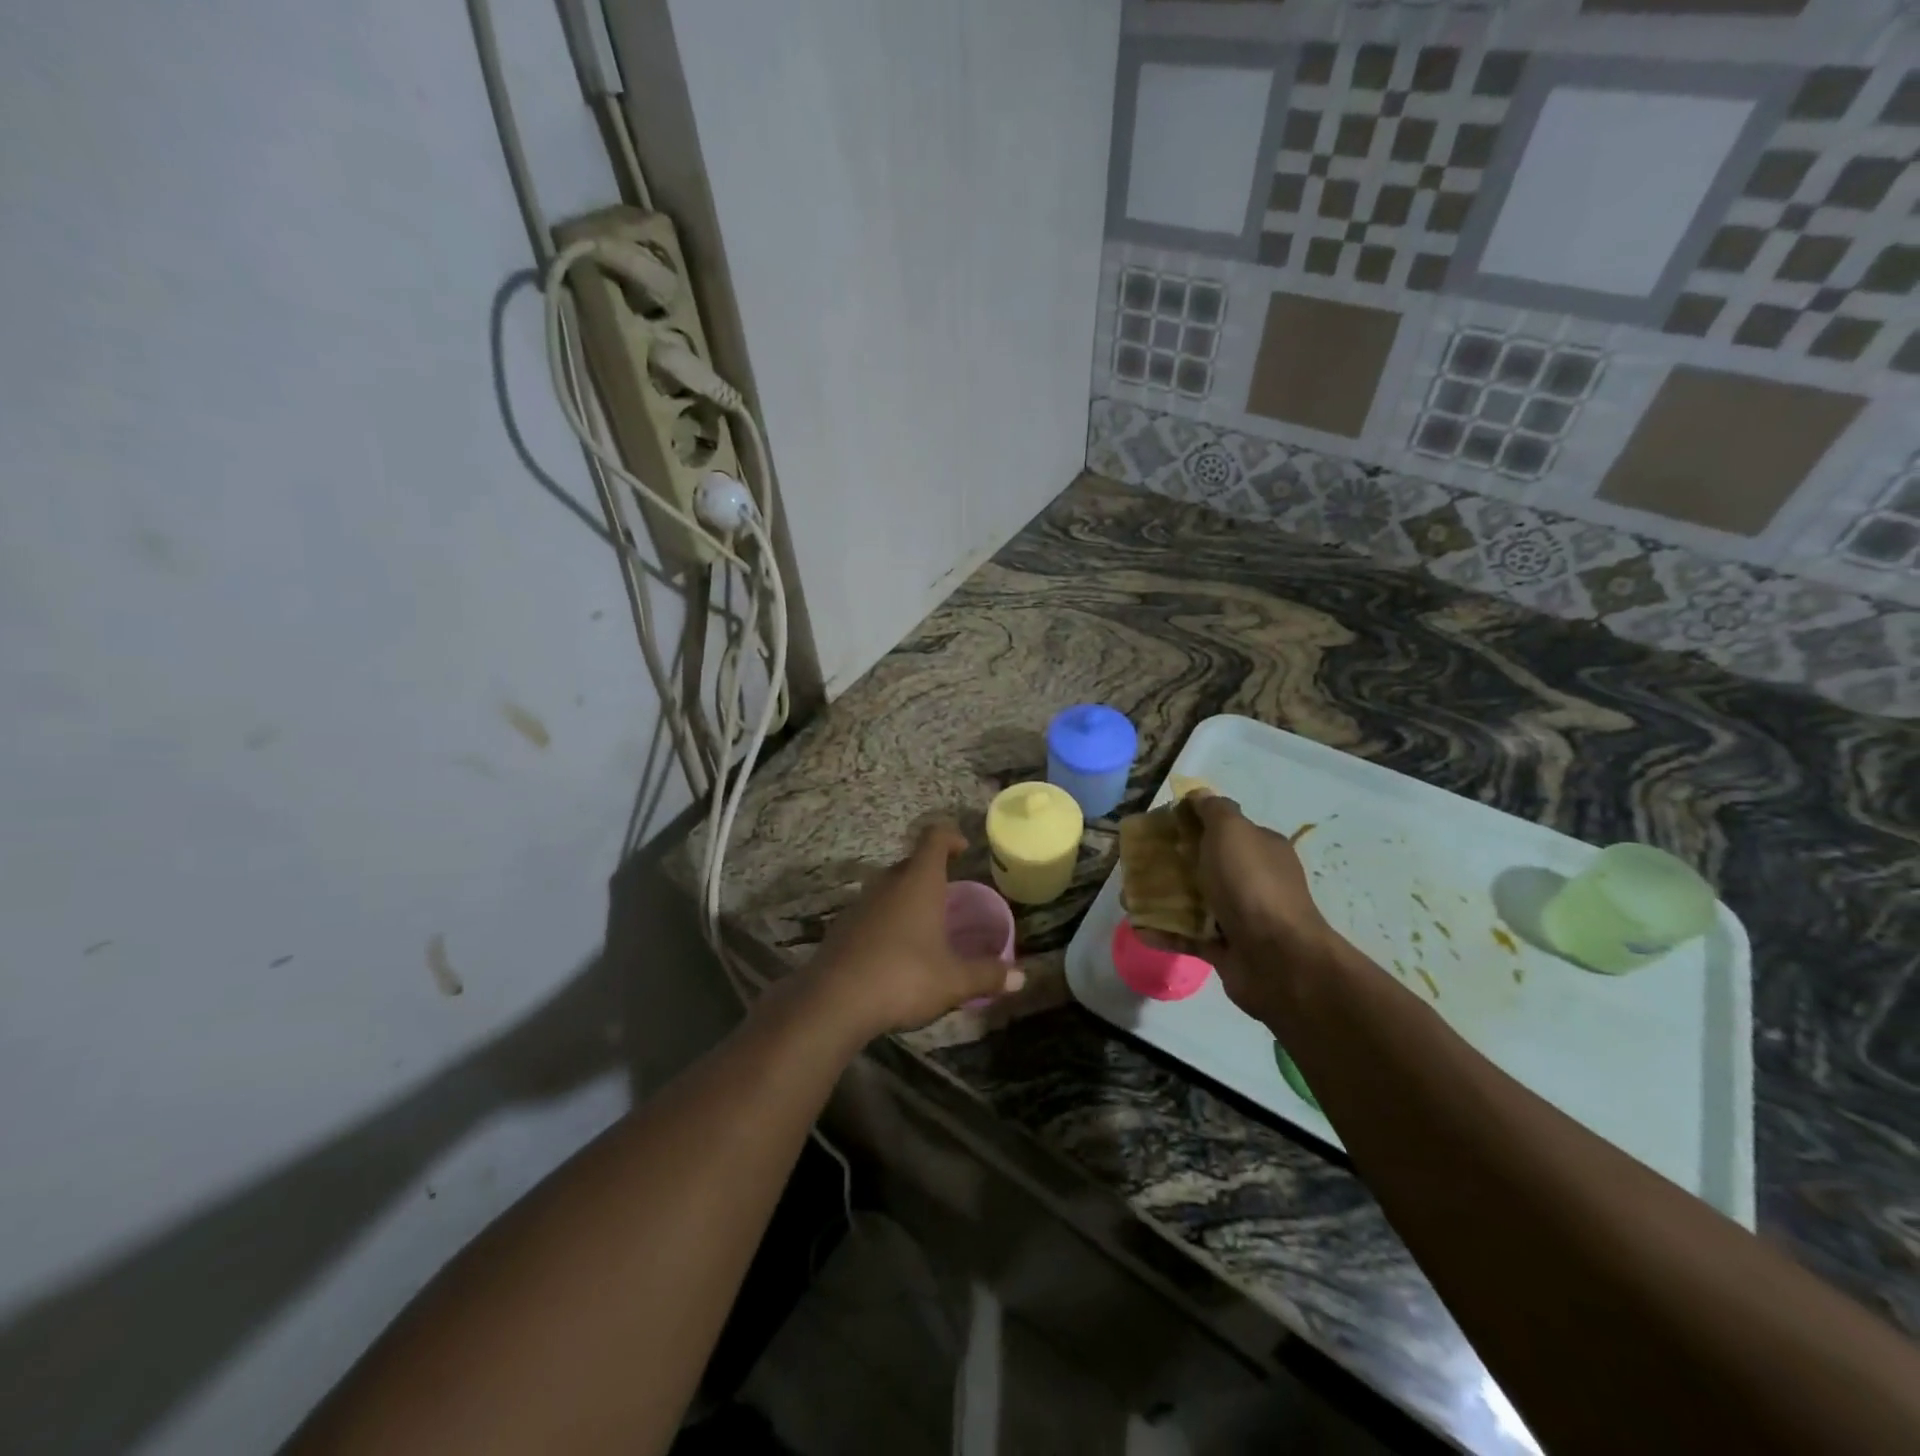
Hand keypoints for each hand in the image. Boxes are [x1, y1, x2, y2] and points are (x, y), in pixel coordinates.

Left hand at [804, 825, 1025, 1039]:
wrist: (834, 1001)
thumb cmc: (904, 977)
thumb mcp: (954, 981)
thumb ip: (987, 975)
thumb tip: (1021, 978)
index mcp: (918, 882)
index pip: (934, 838)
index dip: (950, 836)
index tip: (963, 849)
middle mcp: (887, 883)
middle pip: (911, 862)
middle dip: (931, 873)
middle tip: (949, 895)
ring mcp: (860, 904)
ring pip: (888, 888)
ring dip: (906, 898)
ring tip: (925, 926)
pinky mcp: (842, 927)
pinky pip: (871, 912)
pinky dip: (886, 921)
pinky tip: (894, 951)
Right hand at [1151, 793, 1340, 1025]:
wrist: (1277, 959)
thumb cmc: (1252, 884)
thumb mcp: (1232, 831)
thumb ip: (1214, 810)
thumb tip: (1199, 794)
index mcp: (1260, 849)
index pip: (1223, 829)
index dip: (1191, 824)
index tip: (1158, 827)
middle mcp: (1253, 881)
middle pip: (1204, 866)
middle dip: (1170, 864)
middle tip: (1136, 865)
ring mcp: (1240, 917)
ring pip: (1194, 902)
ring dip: (1162, 899)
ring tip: (1128, 899)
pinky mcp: (1225, 949)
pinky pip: (1189, 937)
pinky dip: (1165, 933)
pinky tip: (1139, 929)